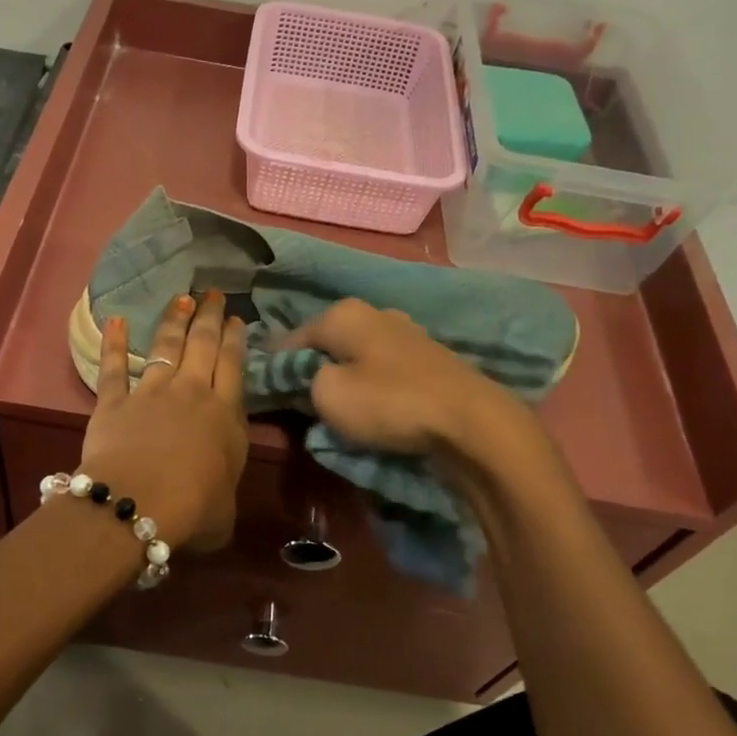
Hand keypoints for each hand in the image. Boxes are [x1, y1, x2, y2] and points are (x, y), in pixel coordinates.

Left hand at [81, 292, 250, 550]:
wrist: (138, 504)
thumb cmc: (193, 511)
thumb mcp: (226, 510)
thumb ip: (223, 489)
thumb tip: (218, 492)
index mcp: (225, 416)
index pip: (233, 366)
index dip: (235, 339)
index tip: (237, 319)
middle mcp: (191, 394)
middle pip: (203, 346)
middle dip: (210, 317)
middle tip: (213, 294)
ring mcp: (151, 393)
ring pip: (165, 347)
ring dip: (174, 320)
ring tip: (181, 298)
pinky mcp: (114, 402)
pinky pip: (114, 368)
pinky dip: (114, 343)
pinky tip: (115, 320)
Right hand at [284, 298, 523, 456]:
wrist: (471, 422)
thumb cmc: (389, 403)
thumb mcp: (327, 395)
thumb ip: (303, 380)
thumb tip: (305, 376)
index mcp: (343, 314)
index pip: (291, 338)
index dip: (275, 365)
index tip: (265, 391)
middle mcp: (374, 313)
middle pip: (326, 343)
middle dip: (311, 369)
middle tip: (299, 403)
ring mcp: (405, 333)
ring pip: (356, 355)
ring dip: (343, 378)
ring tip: (336, 409)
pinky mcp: (428, 357)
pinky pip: (383, 369)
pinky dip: (371, 385)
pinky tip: (373, 406)